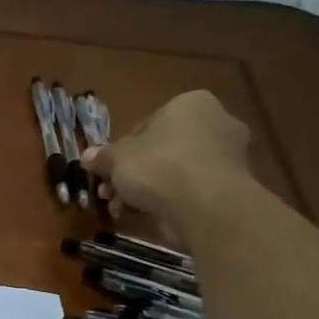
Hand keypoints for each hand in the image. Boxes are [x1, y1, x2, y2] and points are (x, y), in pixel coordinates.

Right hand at [82, 89, 251, 246]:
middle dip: (133, 172)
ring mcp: (228, 154)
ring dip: (145, 189)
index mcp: (190, 103)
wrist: (204, 205)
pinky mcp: (230, 185)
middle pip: (161, 149)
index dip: (122, 150)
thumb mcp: (117, 158)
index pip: (147, 124)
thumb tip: (87, 156)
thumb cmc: (158, 166)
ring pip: (174, 171)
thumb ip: (102, 156)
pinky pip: (189, 188)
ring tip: (122, 208)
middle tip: (110, 192)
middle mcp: (216, 122)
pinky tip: (145, 214)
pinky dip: (168, 200)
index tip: (109, 169)